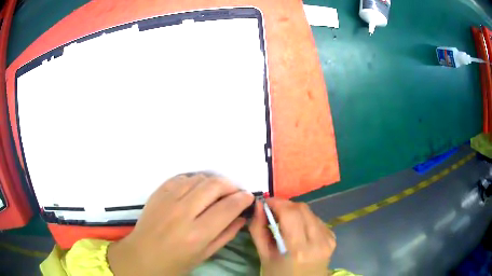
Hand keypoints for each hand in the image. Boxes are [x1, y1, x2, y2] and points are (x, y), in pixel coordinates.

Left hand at [108, 173, 253, 275]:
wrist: (142, 256)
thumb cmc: (175, 262)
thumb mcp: (204, 255)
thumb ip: (226, 234)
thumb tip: (241, 217)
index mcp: (197, 234)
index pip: (228, 207)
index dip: (243, 199)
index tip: (248, 197)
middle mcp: (183, 213)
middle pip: (214, 186)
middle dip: (231, 186)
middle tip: (235, 193)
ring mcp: (168, 200)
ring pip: (198, 178)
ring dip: (213, 182)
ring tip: (217, 192)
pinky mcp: (158, 193)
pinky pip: (181, 177)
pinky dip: (194, 180)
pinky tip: (197, 189)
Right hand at [249, 198, 335, 275]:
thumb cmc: (280, 275)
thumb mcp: (264, 256)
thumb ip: (258, 229)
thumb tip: (258, 205)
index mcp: (298, 249)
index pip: (290, 213)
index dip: (277, 203)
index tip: (265, 203)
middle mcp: (318, 241)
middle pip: (302, 208)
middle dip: (285, 206)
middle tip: (272, 212)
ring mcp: (328, 239)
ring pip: (310, 212)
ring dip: (295, 212)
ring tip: (285, 222)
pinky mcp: (332, 238)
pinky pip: (317, 220)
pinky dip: (305, 219)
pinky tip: (298, 230)